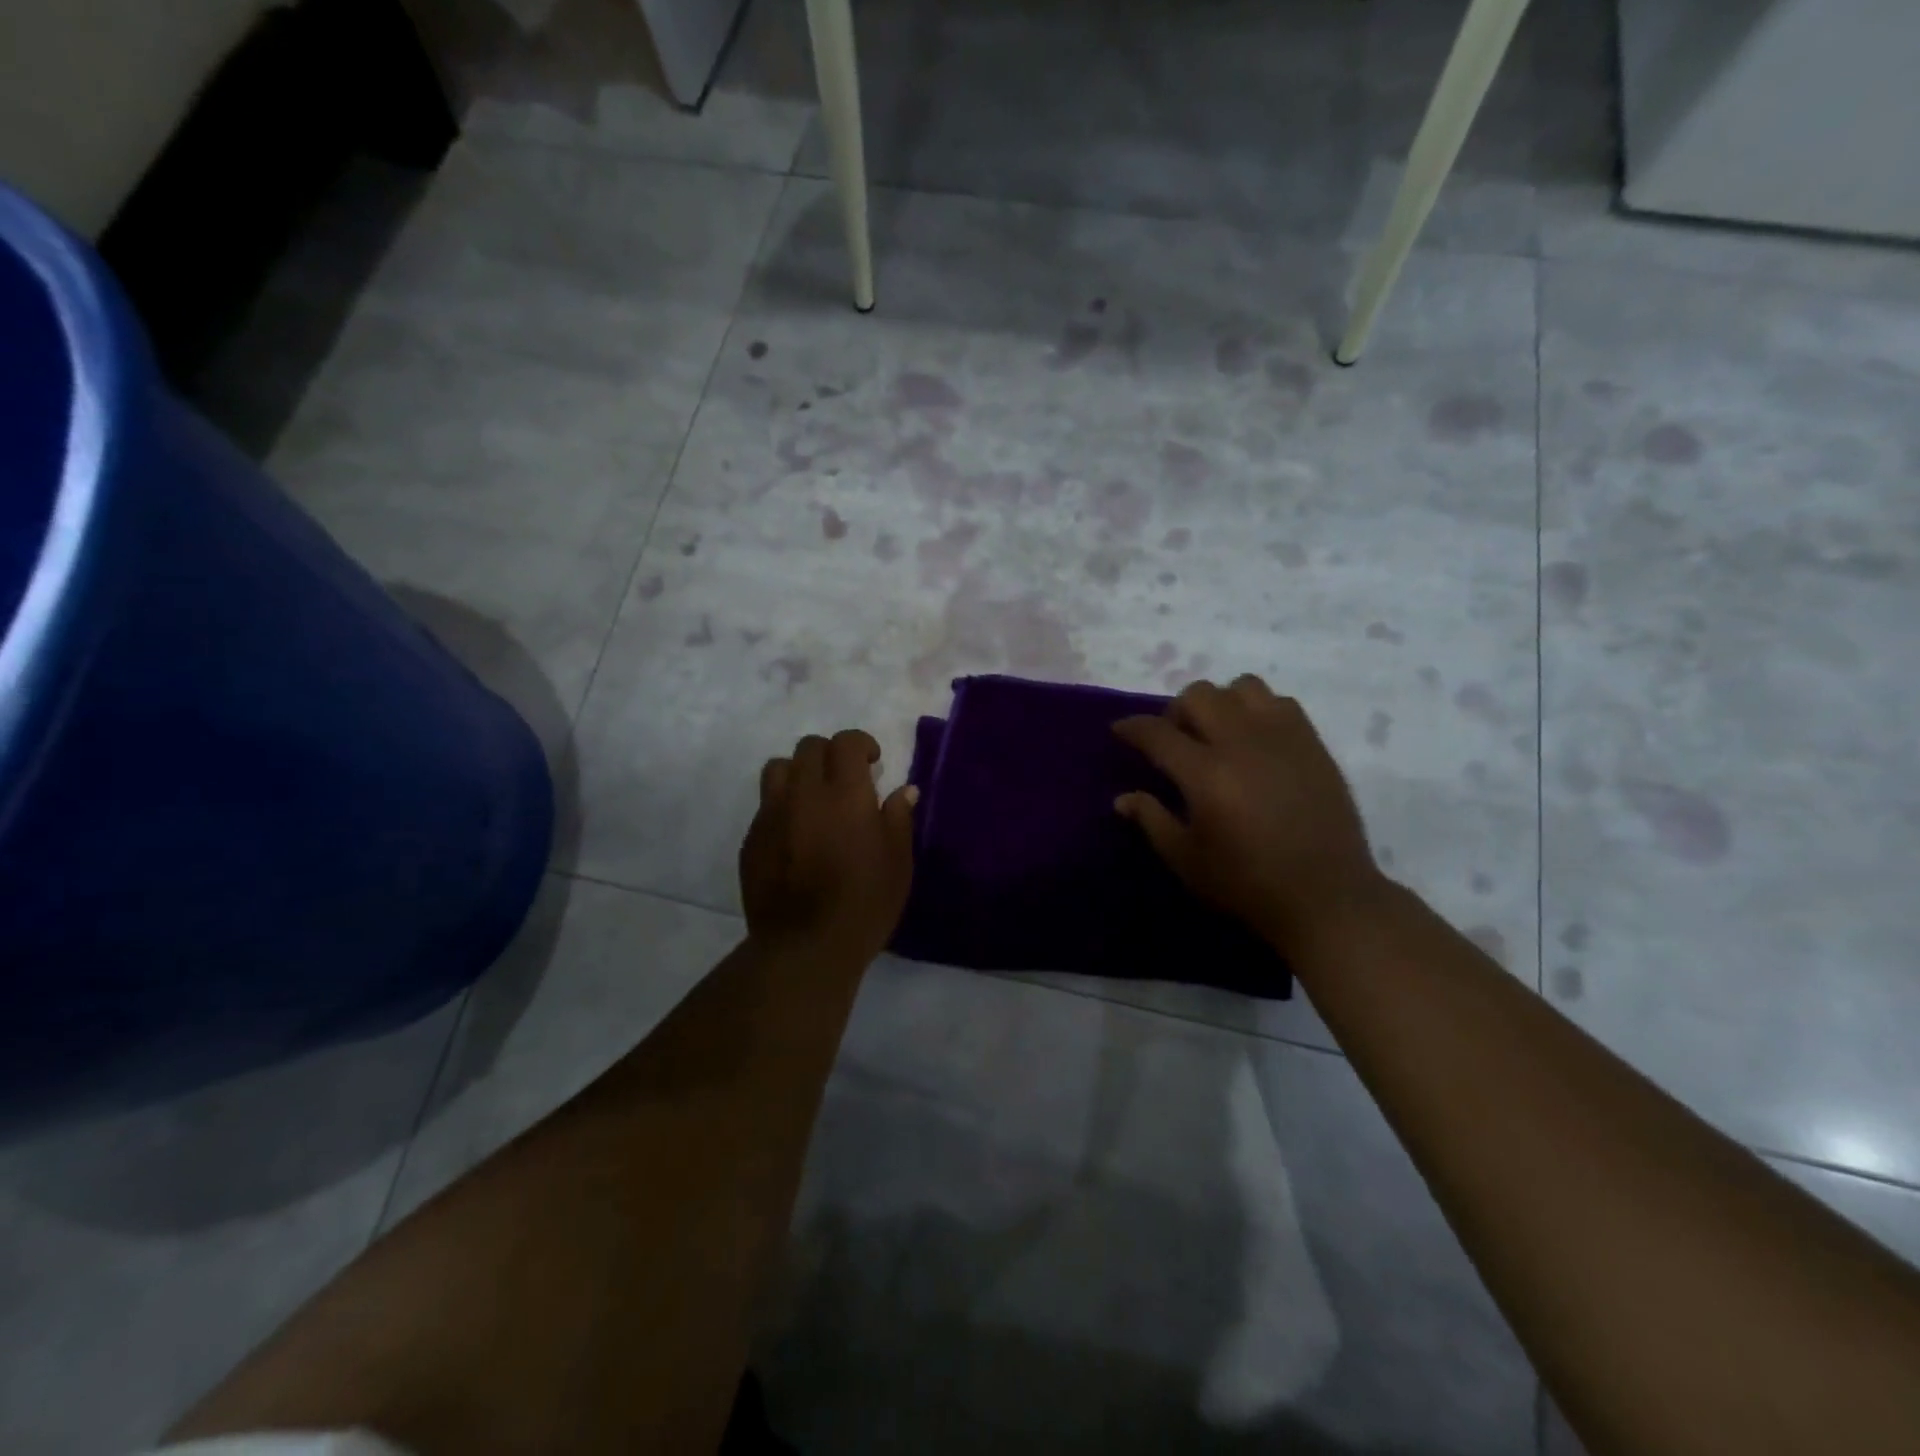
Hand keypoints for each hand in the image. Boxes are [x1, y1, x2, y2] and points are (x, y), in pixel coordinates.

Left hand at [741, 729, 916, 963]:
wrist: (805, 946)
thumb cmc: (864, 904)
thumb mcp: (898, 862)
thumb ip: (899, 819)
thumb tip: (904, 789)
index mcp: (845, 793)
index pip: (845, 742)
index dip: (860, 743)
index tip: (873, 762)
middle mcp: (803, 793)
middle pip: (809, 747)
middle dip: (830, 754)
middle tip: (846, 780)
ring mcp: (771, 815)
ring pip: (778, 768)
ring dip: (799, 772)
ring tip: (813, 798)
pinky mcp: (752, 840)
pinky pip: (765, 805)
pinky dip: (782, 806)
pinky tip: (796, 835)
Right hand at [1113, 677, 1385, 953]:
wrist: (1327, 896)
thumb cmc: (1247, 883)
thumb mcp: (1186, 860)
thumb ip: (1152, 820)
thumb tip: (1123, 798)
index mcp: (1205, 773)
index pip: (1157, 732)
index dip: (1132, 727)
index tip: (1120, 730)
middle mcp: (1241, 742)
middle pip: (1198, 695)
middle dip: (1175, 711)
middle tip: (1174, 739)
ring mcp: (1282, 737)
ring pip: (1241, 687)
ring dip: (1220, 703)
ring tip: (1219, 732)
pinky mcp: (1312, 743)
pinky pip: (1279, 702)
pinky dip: (1258, 710)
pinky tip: (1256, 740)